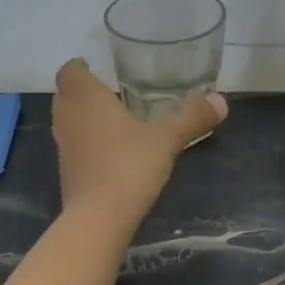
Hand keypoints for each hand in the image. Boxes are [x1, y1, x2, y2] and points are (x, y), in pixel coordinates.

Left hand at [51, 59, 226, 224]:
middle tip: (110, 92)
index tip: (94, 67)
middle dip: (82, 91)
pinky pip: (74, 147)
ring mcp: (64, 147)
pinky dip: (86, 143)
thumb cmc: (129, 165)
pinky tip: (111, 152)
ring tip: (112, 120)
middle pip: (65, 95)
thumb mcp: (167, 139)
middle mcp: (68, 118)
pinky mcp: (66, 173)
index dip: (80, 67)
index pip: (69, 71)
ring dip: (83, 117)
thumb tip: (221, 100)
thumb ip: (191, 117)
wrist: (99, 218)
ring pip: (68, 121)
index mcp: (86, 98)